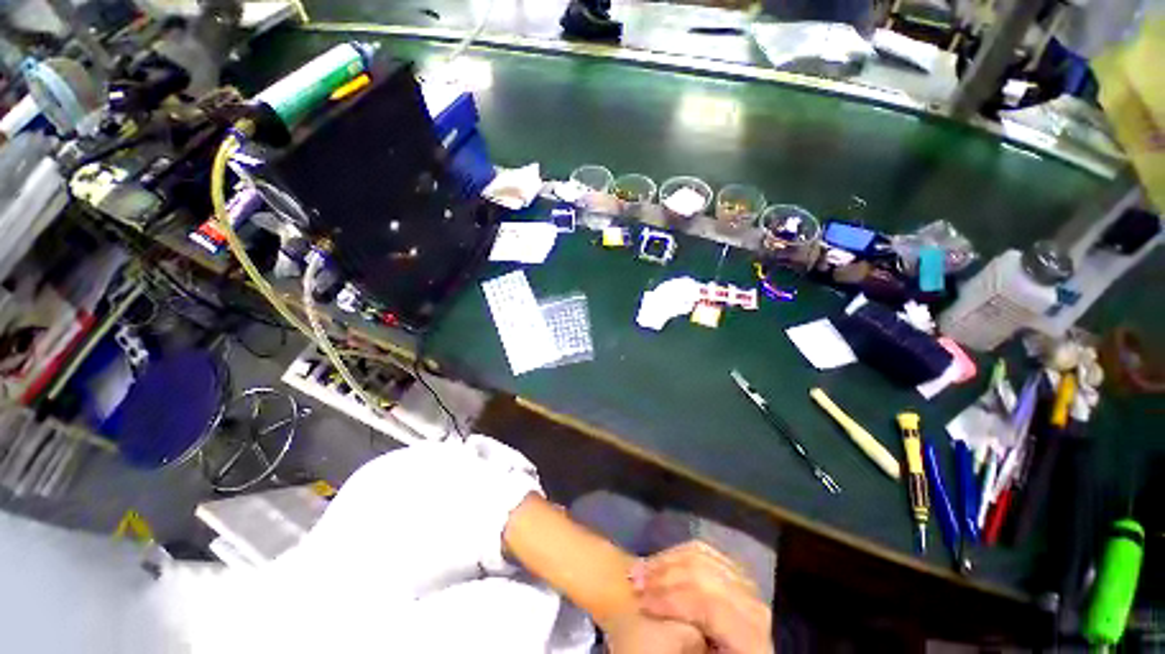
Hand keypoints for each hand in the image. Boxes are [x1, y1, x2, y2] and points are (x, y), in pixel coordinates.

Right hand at [631, 541, 772, 653]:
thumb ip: (689, 639)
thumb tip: (669, 620)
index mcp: (752, 638)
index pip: (709, 604)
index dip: (671, 600)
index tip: (640, 604)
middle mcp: (754, 605)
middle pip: (703, 574)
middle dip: (664, 576)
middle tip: (633, 582)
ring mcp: (745, 585)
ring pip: (701, 555)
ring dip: (666, 560)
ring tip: (640, 570)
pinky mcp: (733, 573)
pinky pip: (703, 550)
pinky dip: (677, 553)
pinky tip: (659, 561)